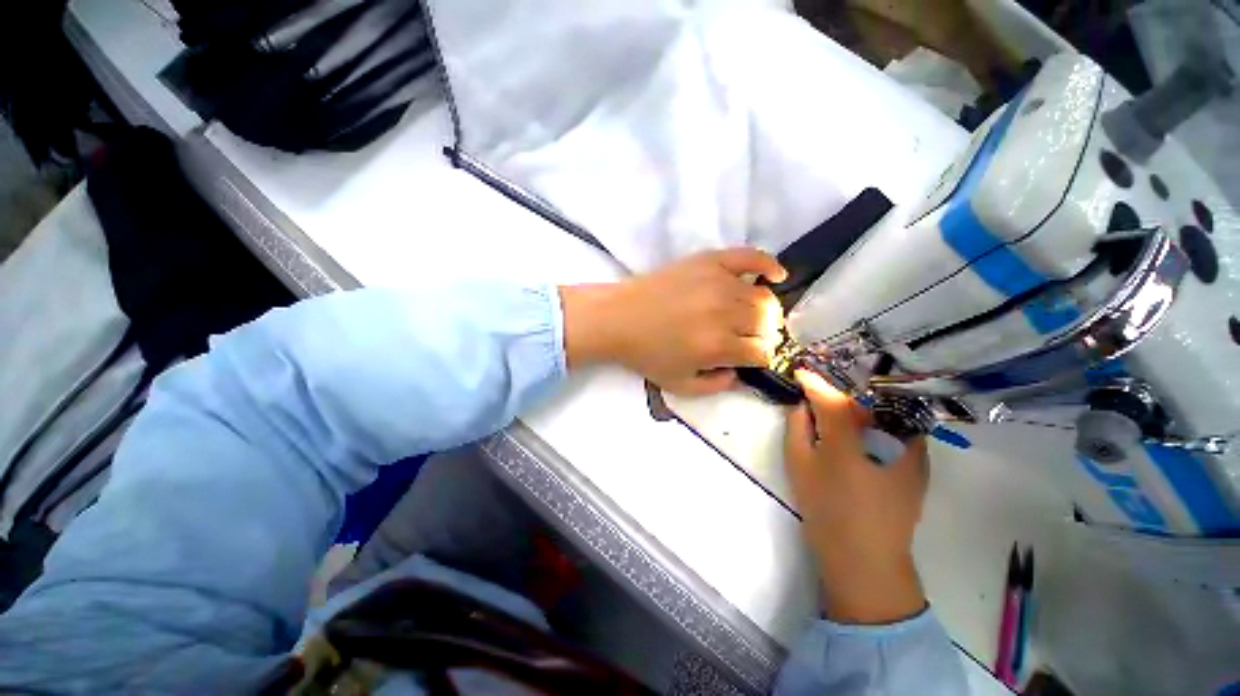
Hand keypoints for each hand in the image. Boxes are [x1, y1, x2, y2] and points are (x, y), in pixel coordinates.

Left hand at [560, 248, 785, 394]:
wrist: (618, 318)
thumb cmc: (646, 354)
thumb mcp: (680, 385)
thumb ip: (716, 387)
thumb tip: (740, 374)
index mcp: (717, 346)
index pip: (761, 352)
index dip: (760, 358)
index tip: (751, 357)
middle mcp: (723, 312)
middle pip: (767, 323)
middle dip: (765, 335)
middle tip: (750, 337)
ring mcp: (718, 282)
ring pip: (763, 297)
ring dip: (765, 311)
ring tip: (752, 317)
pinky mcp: (709, 261)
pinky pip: (750, 257)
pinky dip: (769, 265)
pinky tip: (776, 275)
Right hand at [784, 370, 929, 624]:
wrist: (868, 557)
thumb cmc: (825, 509)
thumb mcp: (798, 464)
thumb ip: (797, 427)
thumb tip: (803, 405)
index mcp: (849, 435)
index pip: (828, 396)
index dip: (812, 381)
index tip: (800, 371)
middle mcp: (885, 433)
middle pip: (858, 398)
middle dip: (836, 390)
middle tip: (819, 389)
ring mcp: (910, 446)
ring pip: (882, 408)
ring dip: (859, 401)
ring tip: (842, 403)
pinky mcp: (920, 459)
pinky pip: (899, 424)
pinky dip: (880, 417)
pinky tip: (867, 426)